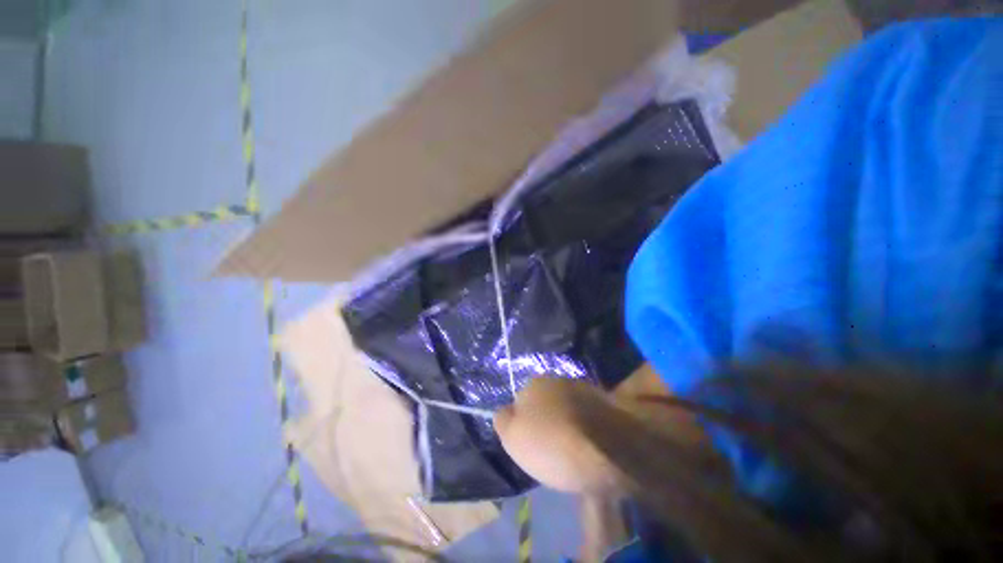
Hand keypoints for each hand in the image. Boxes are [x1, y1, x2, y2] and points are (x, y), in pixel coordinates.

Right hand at [494, 378, 621, 493]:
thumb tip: (506, 411)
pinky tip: (590, 444)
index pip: (521, 401)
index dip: (524, 424)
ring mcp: (584, 388)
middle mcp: (558, 379)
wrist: (606, 449)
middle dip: (546, 419)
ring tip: (573, 449)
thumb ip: (503, 420)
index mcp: (534, 383)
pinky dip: (586, 426)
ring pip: (567, 407)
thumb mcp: (512, 437)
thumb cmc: (551, 444)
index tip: (532, 444)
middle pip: (546, 402)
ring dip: (567, 422)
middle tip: (552, 448)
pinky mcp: (606, 402)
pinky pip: (588, 414)